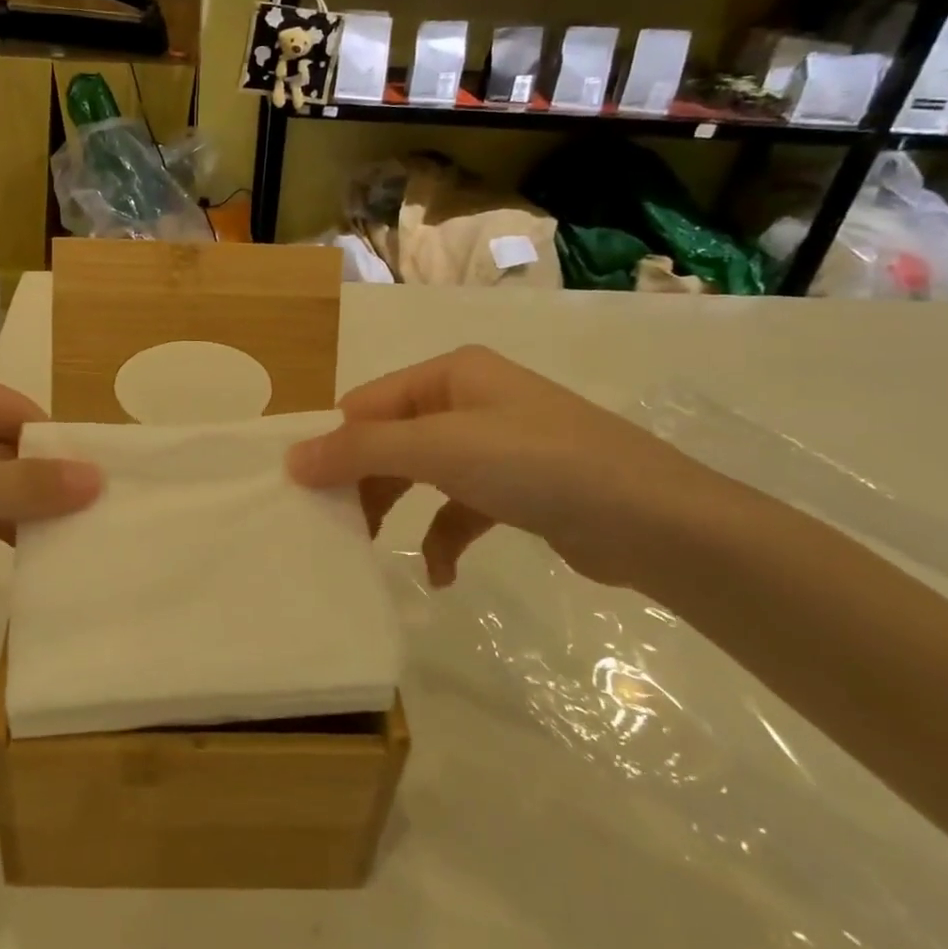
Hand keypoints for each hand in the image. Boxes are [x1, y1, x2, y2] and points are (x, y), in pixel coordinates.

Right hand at [287, 346, 741, 592]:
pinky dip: (442, 539)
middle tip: (331, 527)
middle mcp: (469, 401)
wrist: (655, 522)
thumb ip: (362, 451)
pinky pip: (459, 510)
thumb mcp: (440, 449)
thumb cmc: (538, 466)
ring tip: (368, 549)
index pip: (368, 404)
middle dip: (362, 482)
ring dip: (395, 510)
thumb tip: (291, 459)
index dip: (333, 444)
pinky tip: (439, 574)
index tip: (302, 493)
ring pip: (421, 475)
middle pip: (391, 440)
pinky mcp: (517, 490)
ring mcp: (496, 446)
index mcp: (450, 374)